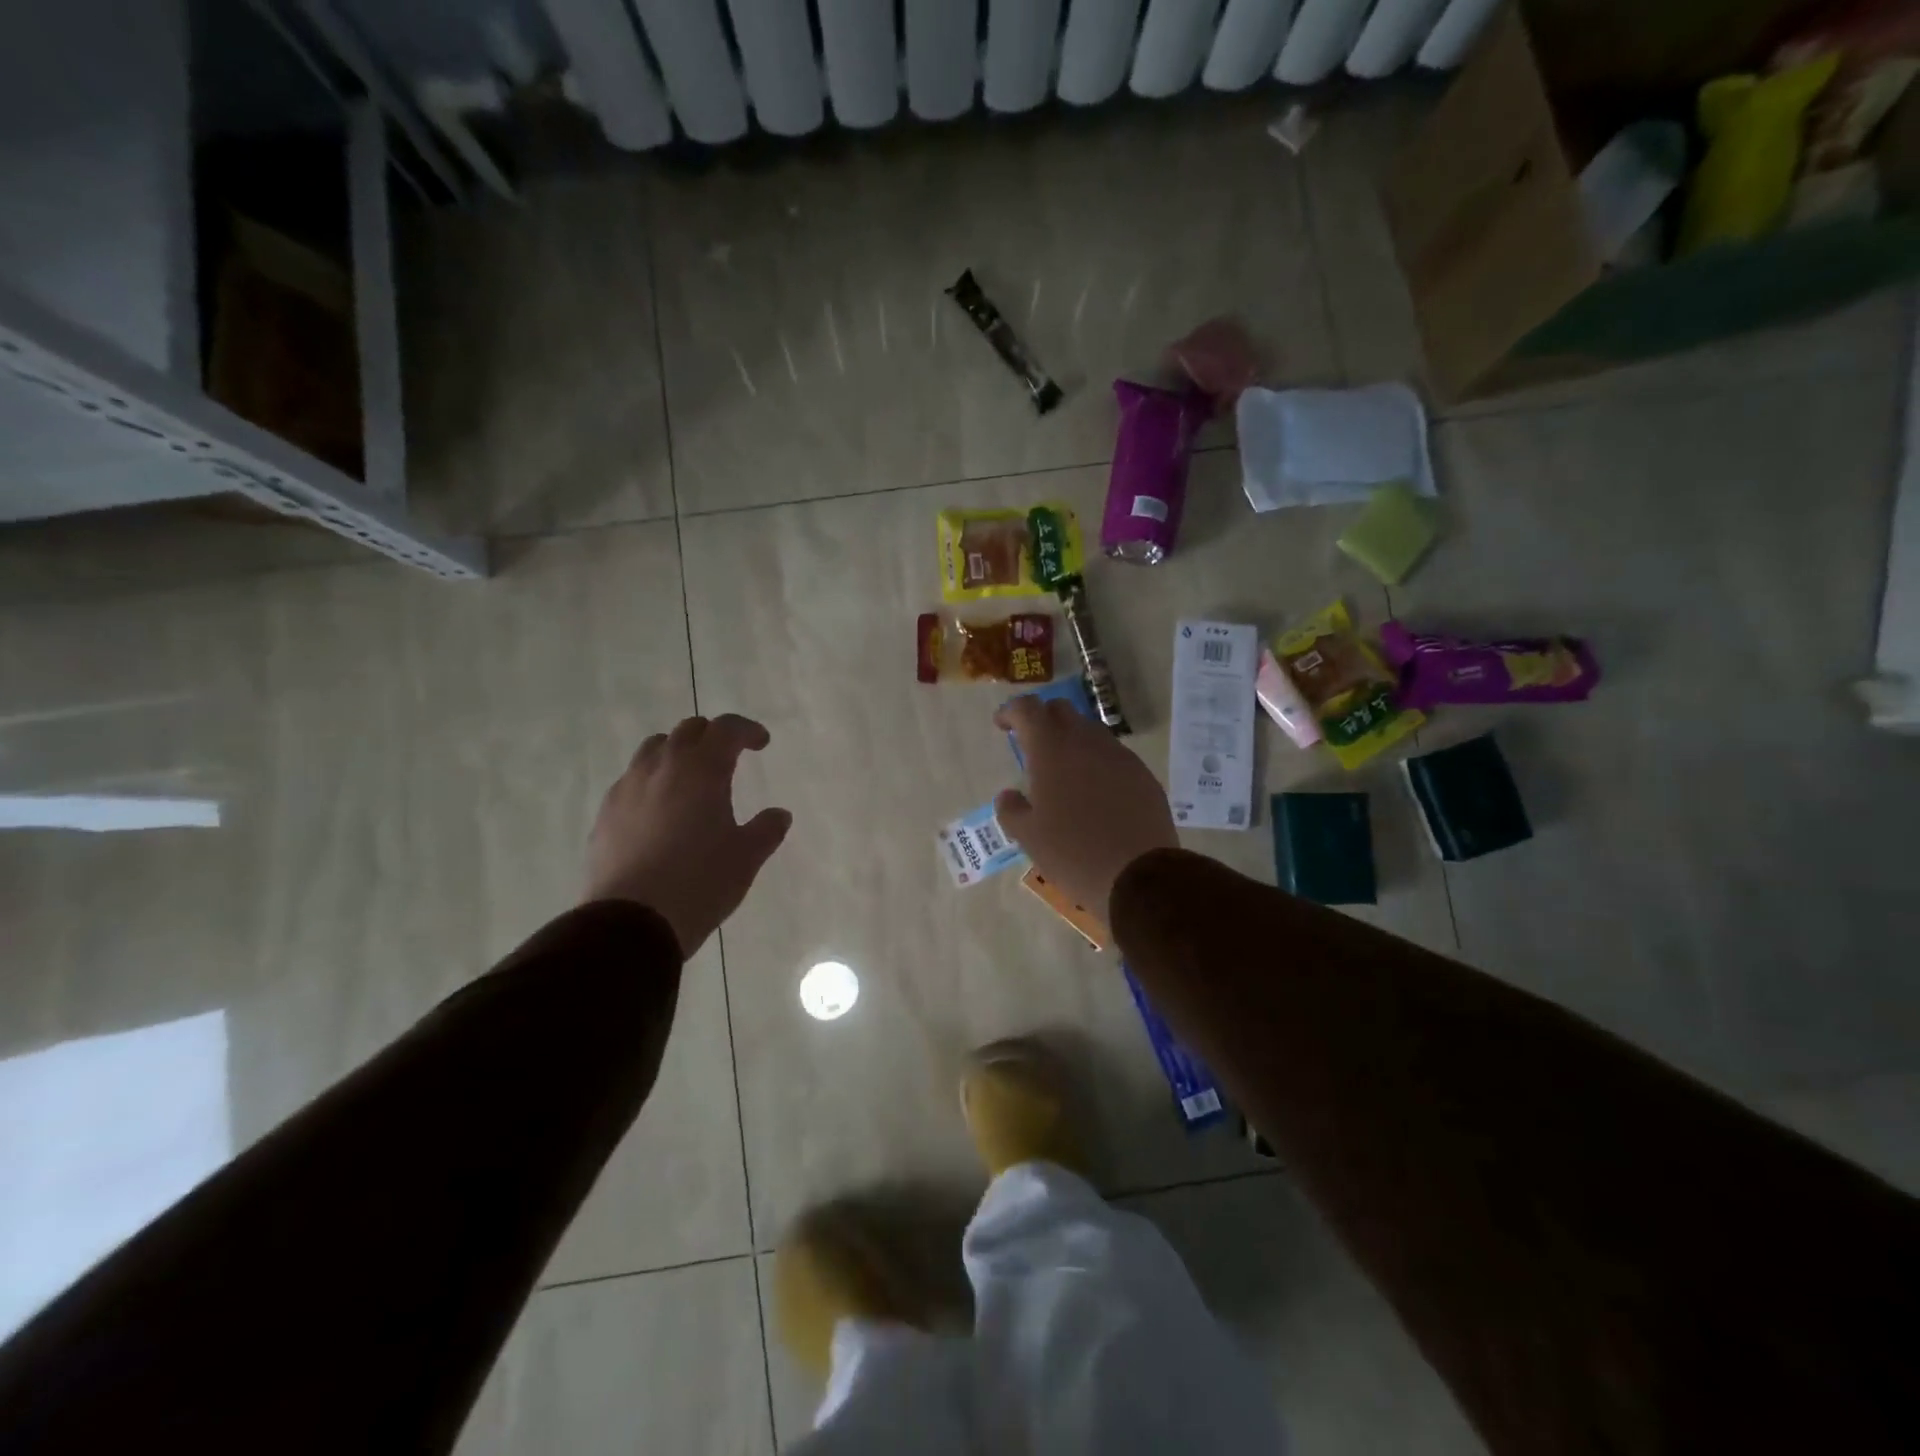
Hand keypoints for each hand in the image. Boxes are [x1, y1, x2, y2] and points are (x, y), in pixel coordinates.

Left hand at [585, 714, 792, 958]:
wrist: (631, 922)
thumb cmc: (700, 883)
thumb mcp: (746, 858)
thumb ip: (766, 830)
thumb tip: (779, 814)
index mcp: (701, 770)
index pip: (726, 729)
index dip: (747, 730)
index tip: (761, 743)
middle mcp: (662, 768)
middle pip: (687, 731)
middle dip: (712, 736)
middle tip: (728, 756)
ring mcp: (627, 788)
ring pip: (653, 749)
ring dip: (677, 753)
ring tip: (690, 779)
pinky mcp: (606, 814)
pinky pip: (631, 780)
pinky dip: (652, 781)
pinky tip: (660, 811)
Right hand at [993, 696, 1178, 923]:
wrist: (1139, 876)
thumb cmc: (1073, 854)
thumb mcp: (1028, 837)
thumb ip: (1011, 810)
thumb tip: (1008, 795)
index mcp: (1051, 750)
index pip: (1027, 709)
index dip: (1011, 711)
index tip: (1002, 725)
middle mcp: (1086, 742)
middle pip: (1061, 710)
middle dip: (1043, 719)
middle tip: (1032, 744)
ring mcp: (1119, 755)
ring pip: (1090, 731)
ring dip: (1072, 739)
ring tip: (1064, 771)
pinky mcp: (1142, 774)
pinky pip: (1113, 755)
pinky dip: (1097, 761)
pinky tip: (1095, 791)